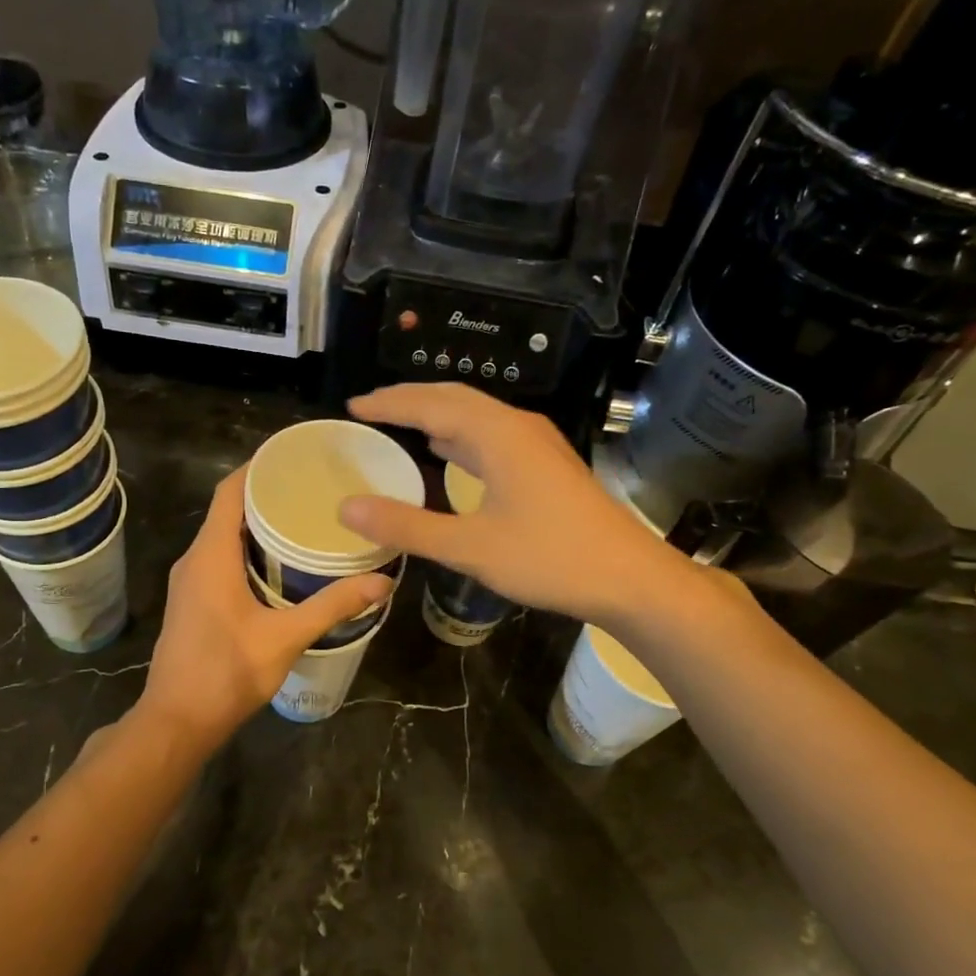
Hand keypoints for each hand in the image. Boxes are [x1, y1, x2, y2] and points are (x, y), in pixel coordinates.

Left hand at [137, 467, 393, 748]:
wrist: (177, 722)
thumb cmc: (226, 673)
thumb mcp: (285, 638)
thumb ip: (332, 606)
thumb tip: (382, 582)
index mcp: (210, 556)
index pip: (229, 492)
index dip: (258, 468)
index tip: (295, 457)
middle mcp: (195, 560)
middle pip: (228, 511)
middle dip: (268, 496)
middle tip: (314, 490)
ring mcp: (190, 582)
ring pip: (224, 538)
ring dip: (259, 526)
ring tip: (305, 521)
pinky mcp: (193, 602)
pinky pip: (220, 559)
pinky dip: (249, 551)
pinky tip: (282, 565)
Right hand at [342, 383, 702, 628]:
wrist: (628, 577)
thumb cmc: (549, 558)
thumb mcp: (470, 548)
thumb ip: (407, 526)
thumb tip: (347, 508)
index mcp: (497, 435)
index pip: (430, 405)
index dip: (389, 404)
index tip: (353, 406)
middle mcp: (517, 427)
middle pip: (454, 398)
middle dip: (410, 399)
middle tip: (370, 409)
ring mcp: (536, 443)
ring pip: (476, 415)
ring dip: (436, 414)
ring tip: (400, 423)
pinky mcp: (546, 463)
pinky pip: (491, 434)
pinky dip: (459, 435)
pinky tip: (448, 452)